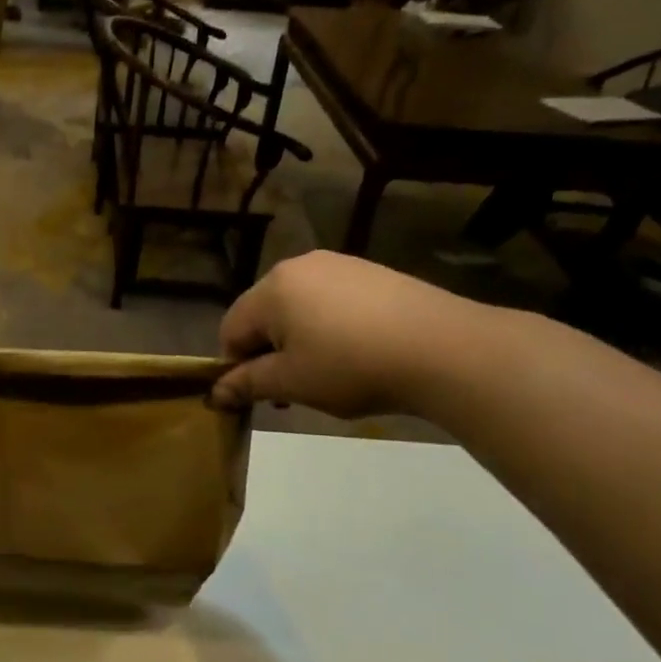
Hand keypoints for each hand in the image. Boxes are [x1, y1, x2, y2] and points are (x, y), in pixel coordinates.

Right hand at [211, 251, 496, 419]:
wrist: (444, 348)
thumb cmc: (351, 366)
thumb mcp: (291, 382)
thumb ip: (248, 383)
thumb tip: (216, 392)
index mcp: (272, 288)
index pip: (231, 329)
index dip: (236, 366)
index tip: (259, 397)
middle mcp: (299, 266)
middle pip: (264, 316)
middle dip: (269, 354)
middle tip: (293, 391)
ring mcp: (340, 265)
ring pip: (299, 309)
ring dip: (299, 344)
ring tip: (328, 376)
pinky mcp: (372, 273)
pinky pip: (332, 303)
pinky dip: (330, 330)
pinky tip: (357, 355)